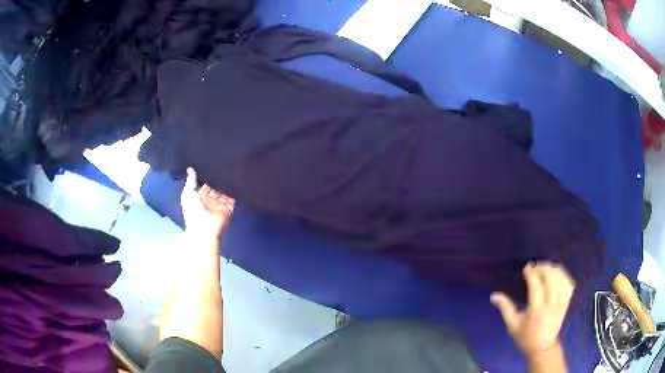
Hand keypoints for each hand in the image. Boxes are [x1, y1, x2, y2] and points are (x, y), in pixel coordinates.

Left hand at [180, 167, 234, 237]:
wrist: (204, 229)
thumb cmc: (193, 211)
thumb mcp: (188, 194)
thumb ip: (191, 181)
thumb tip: (190, 168)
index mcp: (200, 197)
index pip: (205, 185)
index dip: (208, 176)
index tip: (212, 164)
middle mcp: (210, 200)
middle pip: (216, 188)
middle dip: (219, 180)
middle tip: (224, 165)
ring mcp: (220, 205)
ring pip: (225, 192)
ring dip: (227, 185)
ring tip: (231, 171)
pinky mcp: (228, 209)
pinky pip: (232, 199)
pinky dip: (234, 192)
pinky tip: (236, 182)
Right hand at [490, 262, 575, 356]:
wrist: (542, 347)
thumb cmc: (525, 337)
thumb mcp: (512, 325)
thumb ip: (505, 308)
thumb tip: (493, 295)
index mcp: (536, 311)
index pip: (536, 286)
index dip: (531, 273)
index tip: (526, 268)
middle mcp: (551, 305)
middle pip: (551, 278)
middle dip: (543, 268)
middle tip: (535, 267)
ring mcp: (561, 303)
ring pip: (561, 278)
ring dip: (553, 269)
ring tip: (544, 268)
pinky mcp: (567, 302)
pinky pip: (568, 283)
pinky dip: (563, 275)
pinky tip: (556, 274)